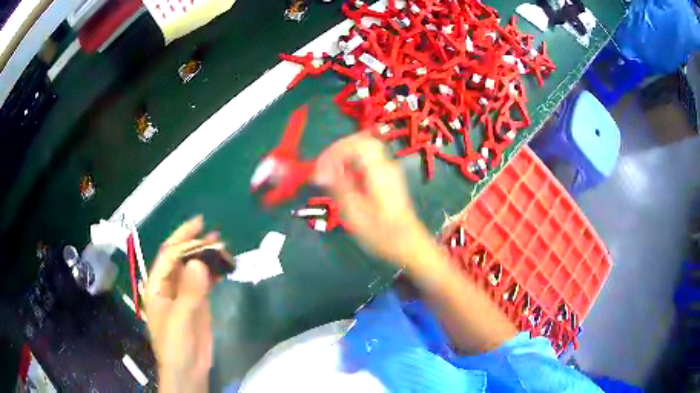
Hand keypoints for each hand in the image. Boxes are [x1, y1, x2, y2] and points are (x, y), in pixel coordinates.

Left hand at [145, 216, 217, 391]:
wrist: (188, 369)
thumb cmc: (175, 345)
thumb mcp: (180, 319)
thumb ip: (189, 291)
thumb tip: (199, 261)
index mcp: (157, 286)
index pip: (169, 256)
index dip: (182, 238)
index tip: (199, 224)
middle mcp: (169, 285)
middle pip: (181, 259)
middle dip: (196, 244)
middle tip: (216, 234)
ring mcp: (184, 294)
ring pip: (194, 269)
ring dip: (207, 257)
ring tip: (223, 247)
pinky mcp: (198, 303)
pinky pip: (205, 282)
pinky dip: (214, 272)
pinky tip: (223, 266)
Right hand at [314, 134, 432, 265]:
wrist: (409, 245)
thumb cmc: (382, 234)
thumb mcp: (355, 214)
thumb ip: (338, 187)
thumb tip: (321, 170)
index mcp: (379, 171)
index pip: (356, 143)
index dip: (335, 151)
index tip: (320, 169)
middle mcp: (386, 165)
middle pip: (360, 142)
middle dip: (338, 151)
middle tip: (322, 169)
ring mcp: (388, 171)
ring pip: (363, 151)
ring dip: (344, 158)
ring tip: (328, 175)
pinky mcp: (387, 179)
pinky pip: (367, 162)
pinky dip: (351, 166)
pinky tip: (342, 181)